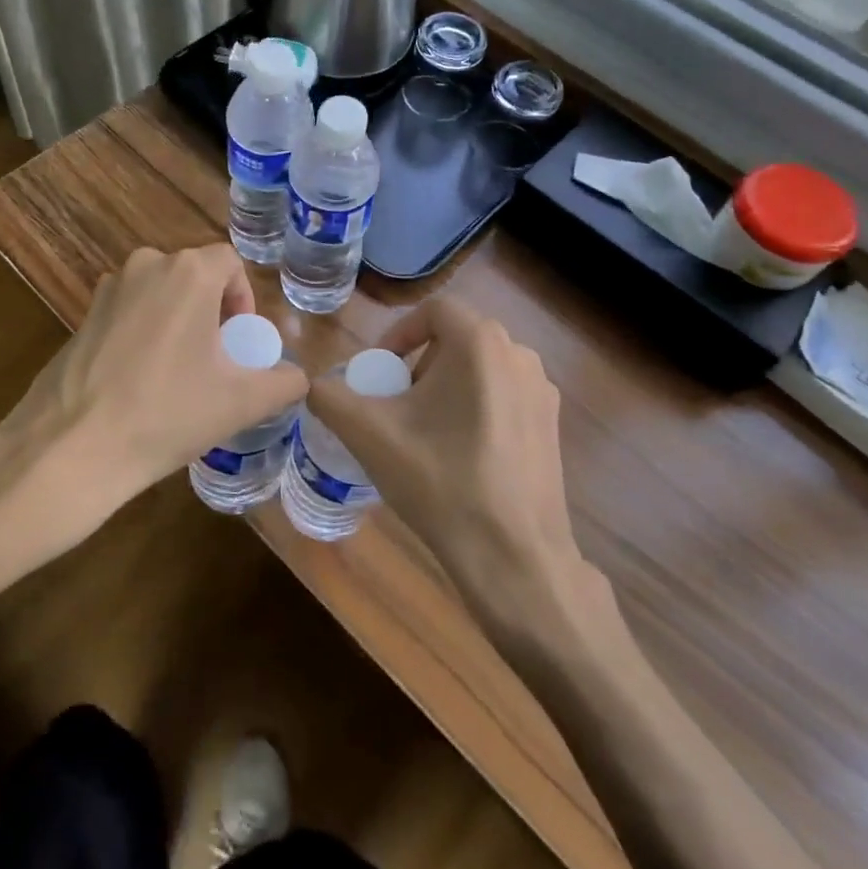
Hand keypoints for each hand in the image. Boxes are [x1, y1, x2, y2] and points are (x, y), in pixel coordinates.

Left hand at [0, 245, 307, 557]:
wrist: (73, 448)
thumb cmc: (167, 413)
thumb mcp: (241, 402)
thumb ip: (284, 383)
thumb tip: (298, 378)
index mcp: (188, 272)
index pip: (230, 262)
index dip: (243, 297)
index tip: (239, 341)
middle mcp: (146, 265)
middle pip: (194, 275)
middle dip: (211, 310)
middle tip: (215, 359)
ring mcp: (107, 288)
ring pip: (159, 293)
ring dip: (177, 320)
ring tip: (178, 372)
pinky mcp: (81, 315)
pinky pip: (128, 311)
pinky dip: (143, 332)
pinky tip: (139, 379)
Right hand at [308, 297, 581, 615]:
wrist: (513, 556)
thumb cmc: (440, 482)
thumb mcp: (369, 434)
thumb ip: (330, 397)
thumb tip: (314, 384)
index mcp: (480, 343)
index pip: (432, 312)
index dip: (397, 335)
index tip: (378, 373)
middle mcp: (519, 354)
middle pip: (456, 340)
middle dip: (418, 365)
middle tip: (395, 405)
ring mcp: (542, 391)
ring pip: (480, 370)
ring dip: (445, 388)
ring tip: (423, 432)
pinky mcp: (552, 425)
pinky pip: (503, 397)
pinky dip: (475, 409)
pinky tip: (459, 455)